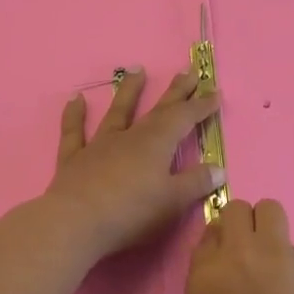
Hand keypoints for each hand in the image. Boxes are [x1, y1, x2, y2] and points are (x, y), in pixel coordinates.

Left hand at [43, 68, 223, 262]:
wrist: (75, 224)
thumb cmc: (131, 213)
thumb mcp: (172, 202)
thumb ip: (196, 183)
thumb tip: (219, 168)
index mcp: (156, 144)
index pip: (184, 118)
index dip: (200, 106)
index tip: (214, 92)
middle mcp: (129, 137)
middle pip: (157, 110)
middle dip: (175, 92)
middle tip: (188, 72)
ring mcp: (99, 145)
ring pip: (117, 112)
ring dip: (129, 91)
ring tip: (137, 69)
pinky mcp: (74, 160)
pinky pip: (74, 132)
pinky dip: (74, 115)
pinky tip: (75, 99)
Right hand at [186, 198, 293, 293]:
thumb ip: (213, 292)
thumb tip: (228, 274)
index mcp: (204, 277)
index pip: (207, 235)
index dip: (220, 246)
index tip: (228, 262)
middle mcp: (236, 254)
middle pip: (236, 210)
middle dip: (242, 226)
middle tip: (252, 255)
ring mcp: (274, 253)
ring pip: (269, 209)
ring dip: (268, 227)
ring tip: (275, 260)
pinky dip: (293, 262)